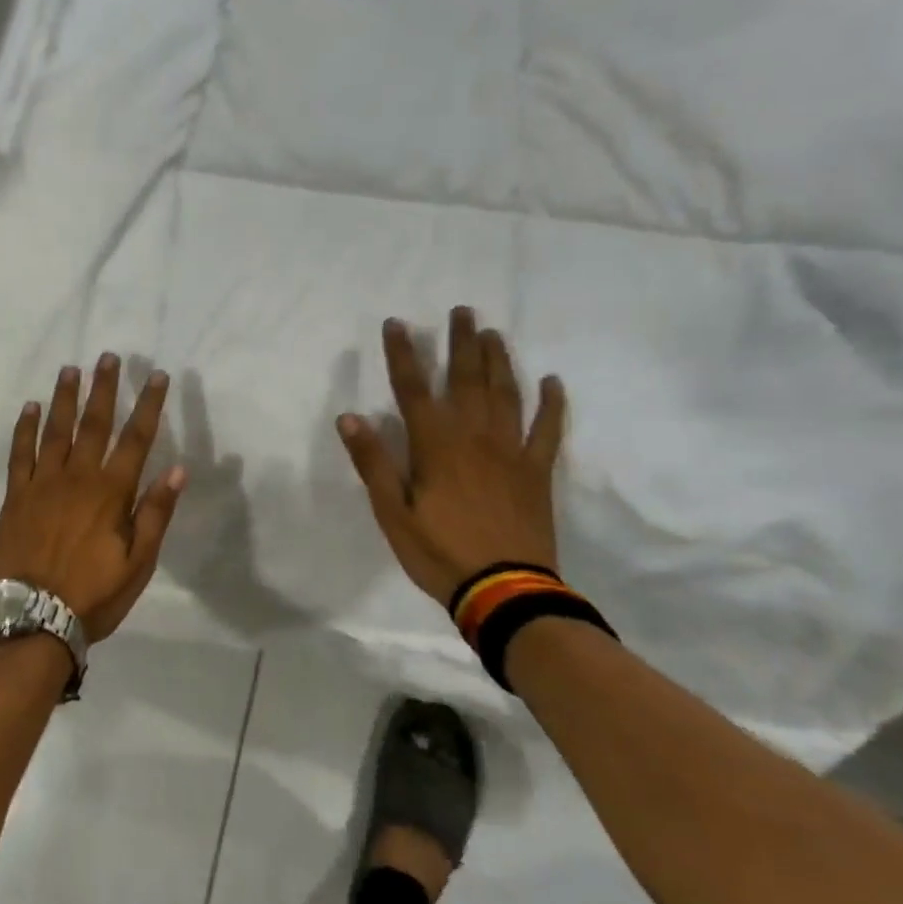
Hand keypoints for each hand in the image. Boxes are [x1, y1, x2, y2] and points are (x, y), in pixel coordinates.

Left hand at [0, 354, 186, 642]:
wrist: (31, 618)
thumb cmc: (92, 594)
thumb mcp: (138, 563)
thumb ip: (155, 513)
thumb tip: (177, 468)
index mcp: (111, 492)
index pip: (136, 438)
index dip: (148, 405)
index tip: (155, 375)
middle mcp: (77, 477)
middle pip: (94, 423)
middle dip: (103, 388)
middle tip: (107, 356)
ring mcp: (43, 483)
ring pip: (55, 430)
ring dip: (65, 398)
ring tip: (70, 369)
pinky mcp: (16, 495)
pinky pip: (20, 453)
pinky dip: (25, 428)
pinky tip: (30, 407)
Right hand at [337, 311, 566, 606]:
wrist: (506, 592)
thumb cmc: (439, 552)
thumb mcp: (392, 512)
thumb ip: (373, 463)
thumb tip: (350, 417)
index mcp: (436, 445)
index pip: (412, 389)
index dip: (403, 354)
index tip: (396, 323)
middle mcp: (474, 437)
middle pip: (466, 380)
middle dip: (460, 343)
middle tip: (462, 311)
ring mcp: (511, 451)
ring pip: (505, 394)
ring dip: (498, 361)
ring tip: (493, 333)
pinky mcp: (537, 471)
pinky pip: (548, 430)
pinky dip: (552, 404)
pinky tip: (552, 382)